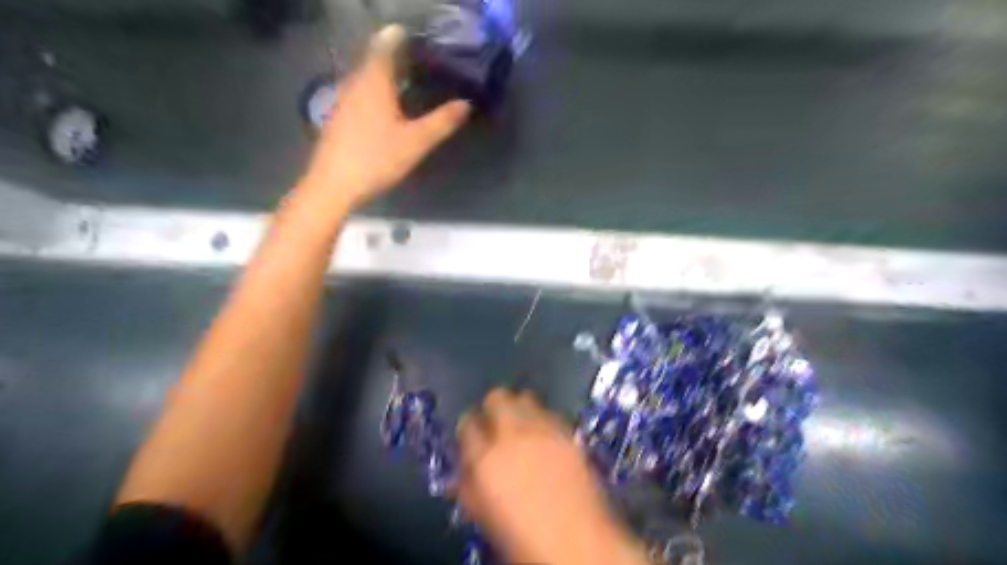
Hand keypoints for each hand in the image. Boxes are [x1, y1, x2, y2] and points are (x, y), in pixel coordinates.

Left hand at [299, 25, 469, 209]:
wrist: (333, 185)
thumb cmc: (376, 159)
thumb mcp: (416, 142)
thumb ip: (441, 122)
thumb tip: (466, 104)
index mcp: (374, 82)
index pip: (385, 45)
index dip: (399, 37)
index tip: (417, 38)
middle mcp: (355, 83)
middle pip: (373, 59)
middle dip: (393, 55)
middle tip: (417, 60)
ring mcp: (342, 100)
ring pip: (364, 77)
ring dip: (383, 74)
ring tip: (404, 81)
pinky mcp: (337, 118)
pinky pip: (358, 93)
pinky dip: (373, 91)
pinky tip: (384, 107)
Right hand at [455, 391, 643, 564]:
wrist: (578, 544)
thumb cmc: (523, 539)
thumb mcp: (484, 517)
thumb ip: (469, 488)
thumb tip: (462, 473)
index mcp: (485, 459)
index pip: (467, 423)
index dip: (468, 429)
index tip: (472, 438)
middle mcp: (512, 435)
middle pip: (497, 397)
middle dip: (493, 408)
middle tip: (496, 426)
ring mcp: (543, 430)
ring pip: (525, 397)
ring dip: (519, 408)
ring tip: (522, 427)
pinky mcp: (567, 432)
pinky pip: (549, 412)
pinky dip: (543, 419)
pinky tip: (546, 438)